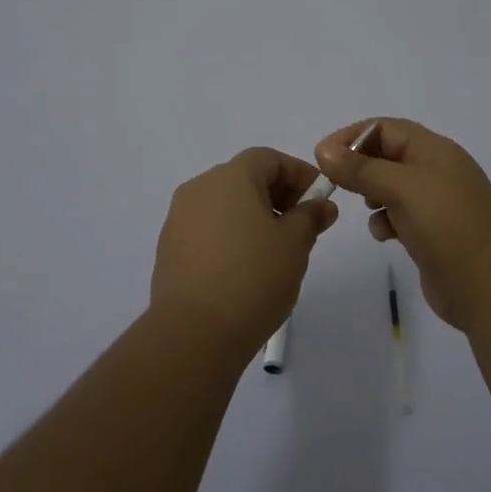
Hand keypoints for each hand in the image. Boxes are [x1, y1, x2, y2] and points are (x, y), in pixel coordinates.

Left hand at [151, 147, 338, 352]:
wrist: (194, 333)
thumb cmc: (253, 277)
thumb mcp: (295, 244)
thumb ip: (310, 217)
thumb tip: (321, 205)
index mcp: (230, 176)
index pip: (269, 158)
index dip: (299, 173)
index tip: (320, 198)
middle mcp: (200, 187)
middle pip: (245, 178)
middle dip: (278, 195)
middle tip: (303, 226)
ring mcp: (179, 218)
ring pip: (225, 204)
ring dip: (253, 217)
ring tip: (276, 251)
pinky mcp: (169, 248)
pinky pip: (208, 229)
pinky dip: (231, 236)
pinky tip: (246, 268)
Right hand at [315, 118, 490, 331]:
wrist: (490, 287)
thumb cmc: (446, 225)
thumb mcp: (401, 188)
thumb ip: (360, 169)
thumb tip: (323, 150)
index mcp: (435, 150)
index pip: (386, 128)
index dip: (353, 136)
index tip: (323, 156)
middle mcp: (437, 170)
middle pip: (388, 155)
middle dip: (360, 166)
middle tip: (335, 182)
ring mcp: (437, 203)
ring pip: (392, 186)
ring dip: (372, 193)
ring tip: (366, 207)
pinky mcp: (433, 233)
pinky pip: (400, 215)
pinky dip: (386, 220)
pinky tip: (384, 235)